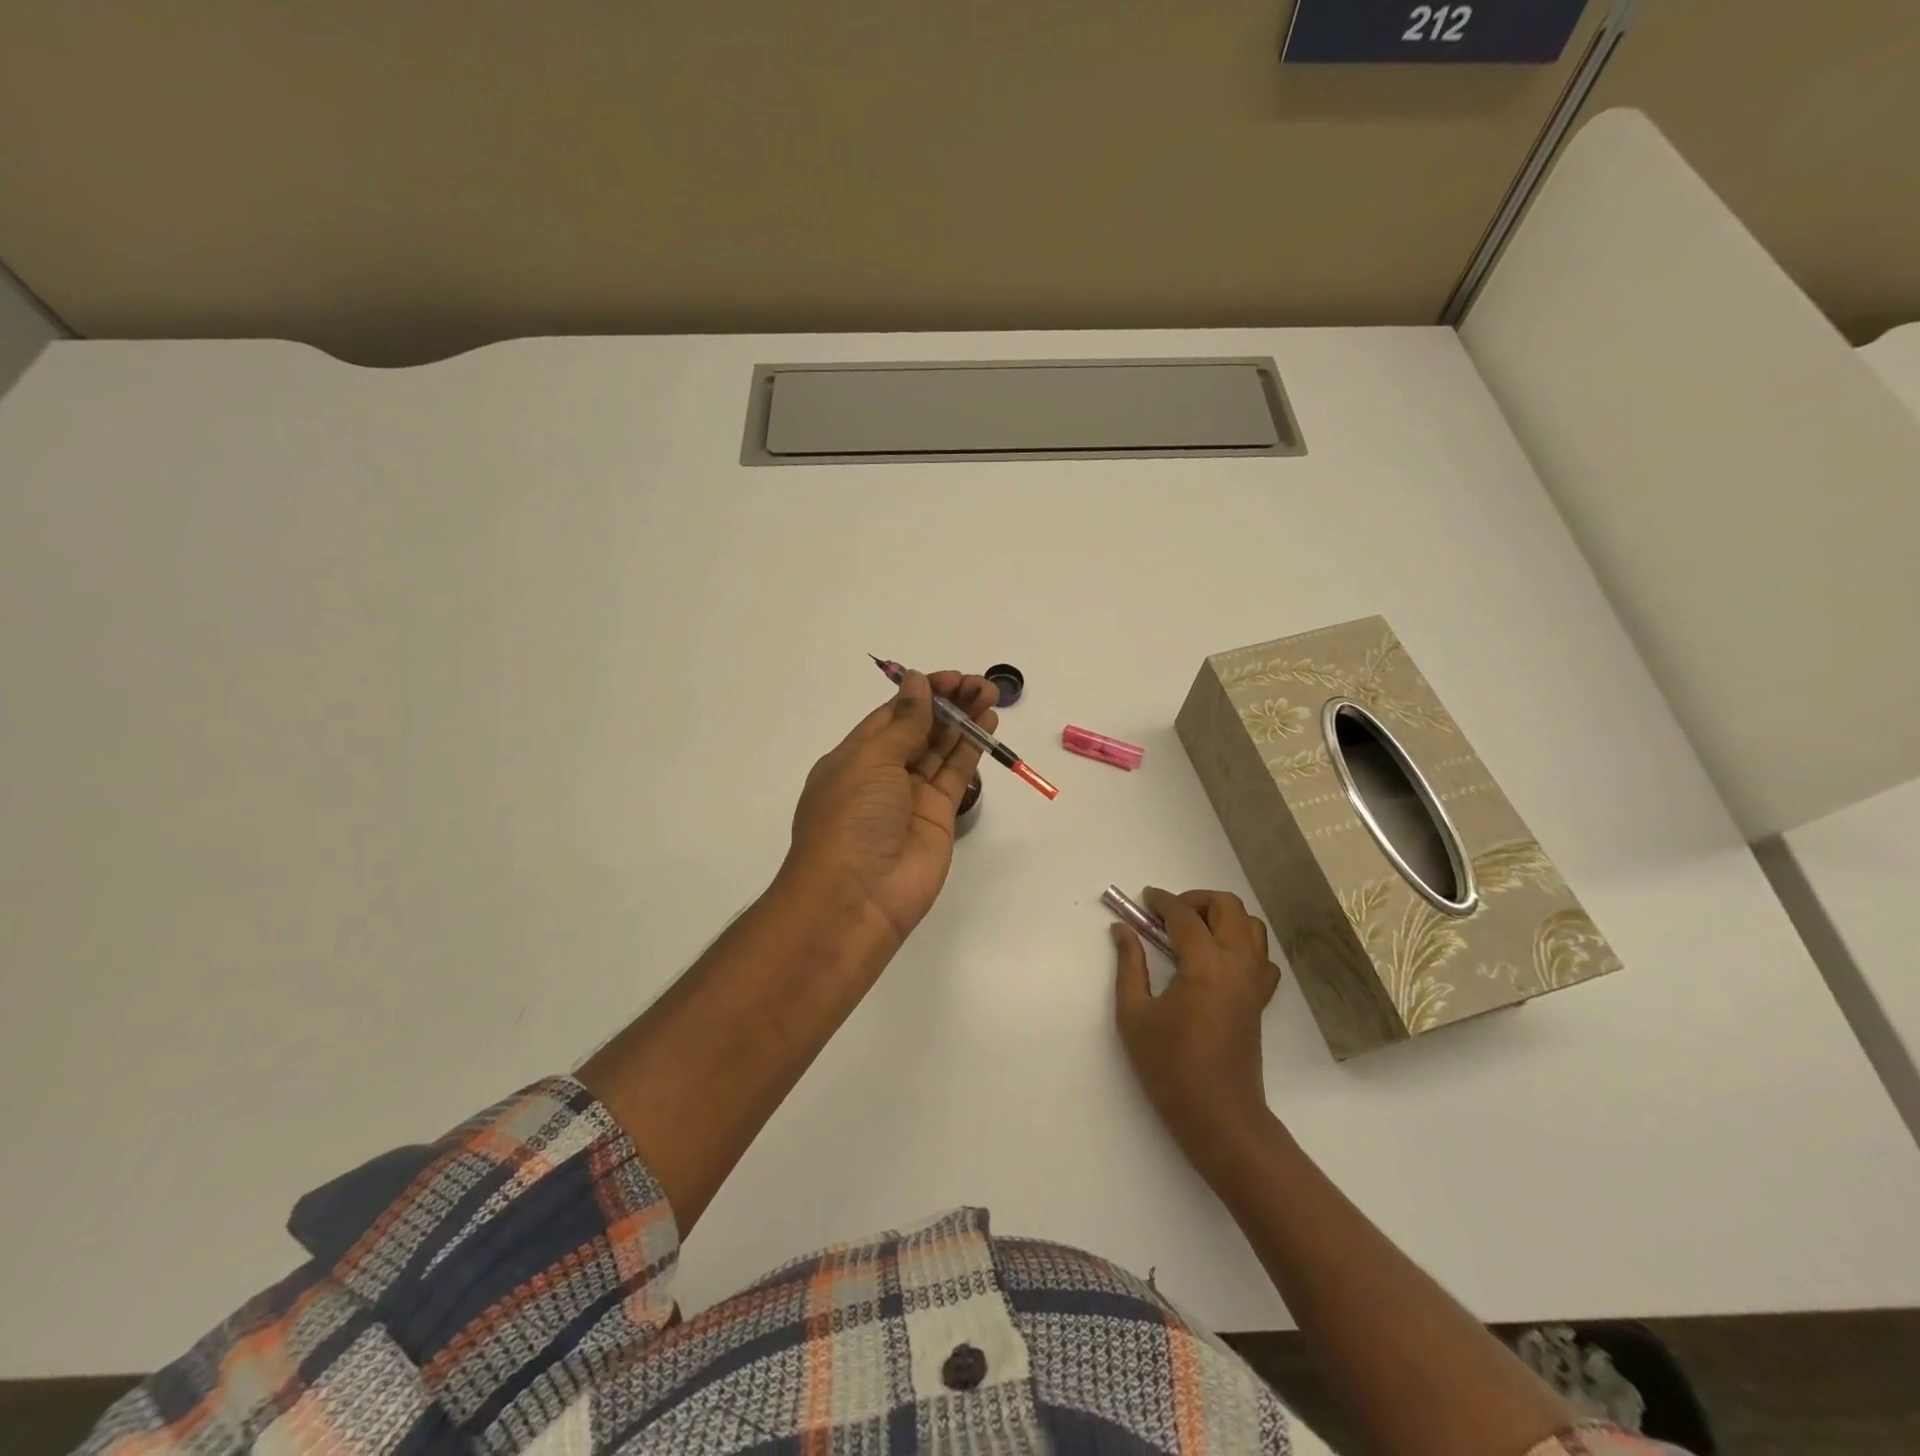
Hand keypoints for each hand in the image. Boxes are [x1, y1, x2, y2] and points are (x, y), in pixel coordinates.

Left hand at [784, 669, 998, 946]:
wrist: (857, 897)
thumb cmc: (850, 818)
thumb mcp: (870, 761)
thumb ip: (903, 724)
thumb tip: (917, 685)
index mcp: (855, 757)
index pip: (892, 715)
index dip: (921, 693)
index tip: (951, 677)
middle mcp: (882, 774)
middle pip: (920, 729)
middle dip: (948, 703)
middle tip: (979, 683)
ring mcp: (911, 796)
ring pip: (941, 748)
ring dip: (964, 721)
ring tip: (990, 694)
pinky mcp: (938, 815)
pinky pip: (955, 774)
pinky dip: (971, 748)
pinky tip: (987, 724)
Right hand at [1113, 888, 1283, 1170]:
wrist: (1219, 1115)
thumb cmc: (1170, 1067)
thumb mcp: (1134, 1014)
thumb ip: (1129, 965)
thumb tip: (1122, 930)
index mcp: (1206, 965)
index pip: (1185, 916)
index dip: (1162, 901)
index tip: (1144, 899)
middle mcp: (1237, 965)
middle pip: (1229, 907)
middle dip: (1197, 900)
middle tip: (1168, 915)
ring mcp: (1255, 982)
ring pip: (1251, 926)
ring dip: (1222, 917)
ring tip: (1191, 932)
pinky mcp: (1260, 1000)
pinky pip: (1260, 956)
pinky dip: (1241, 943)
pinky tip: (1215, 959)